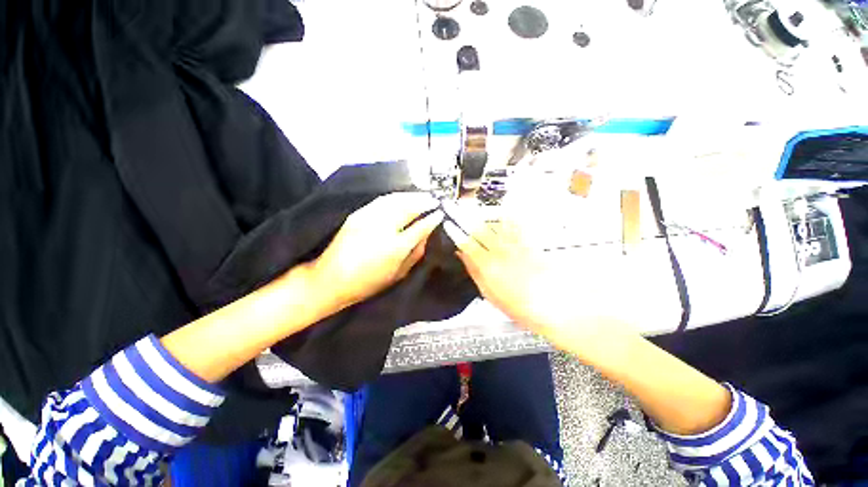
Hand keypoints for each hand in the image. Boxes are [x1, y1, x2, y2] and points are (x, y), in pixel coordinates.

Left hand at [310, 192, 443, 310]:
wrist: (331, 279)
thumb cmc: (368, 283)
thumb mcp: (398, 274)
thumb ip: (416, 254)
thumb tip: (427, 236)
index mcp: (396, 247)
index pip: (421, 226)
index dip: (433, 218)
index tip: (441, 212)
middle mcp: (383, 227)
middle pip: (409, 208)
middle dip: (424, 201)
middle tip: (435, 200)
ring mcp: (368, 218)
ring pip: (395, 200)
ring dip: (411, 196)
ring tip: (422, 196)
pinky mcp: (358, 214)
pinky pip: (382, 200)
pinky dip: (396, 197)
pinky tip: (403, 197)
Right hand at [443, 219, 627, 352]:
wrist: (556, 305)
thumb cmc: (520, 306)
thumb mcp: (490, 294)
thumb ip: (474, 271)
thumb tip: (462, 255)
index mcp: (487, 265)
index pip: (466, 243)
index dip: (455, 232)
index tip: (448, 223)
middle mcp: (499, 250)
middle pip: (479, 229)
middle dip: (466, 217)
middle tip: (457, 208)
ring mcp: (515, 244)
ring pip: (495, 224)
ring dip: (483, 215)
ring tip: (475, 209)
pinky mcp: (529, 242)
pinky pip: (515, 225)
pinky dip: (506, 217)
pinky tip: (502, 214)